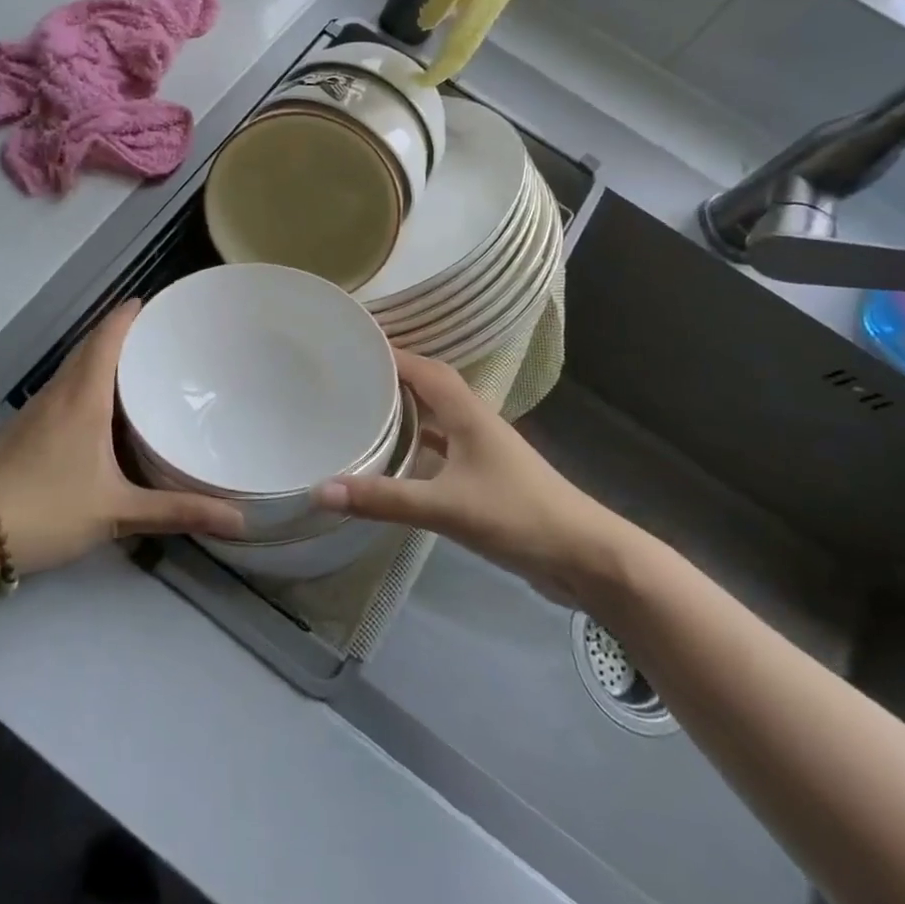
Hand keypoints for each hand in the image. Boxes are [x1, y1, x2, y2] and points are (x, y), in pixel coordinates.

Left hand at [0, 300, 246, 575]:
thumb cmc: (49, 510)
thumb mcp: (118, 512)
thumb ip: (177, 512)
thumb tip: (238, 519)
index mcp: (83, 398)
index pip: (106, 338)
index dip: (127, 315)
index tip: (153, 301)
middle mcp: (59, 393)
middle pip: (89, 346)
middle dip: (119, 330)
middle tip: (156, 331)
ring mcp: (36, 409)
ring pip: (73, 365)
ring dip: (99, 352)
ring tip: (135, 359)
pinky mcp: (24, 427)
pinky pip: (62, 385)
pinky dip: (84, 376)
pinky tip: (98, 402)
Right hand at [314, 351, 641, 608]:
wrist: (584, 557)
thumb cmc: (517, 516)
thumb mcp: (445, 507)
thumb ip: (384, 499)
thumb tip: (319, 490)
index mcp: (467, 413)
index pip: (423, 368)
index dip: (389, 353)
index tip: (351, 346)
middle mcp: (475, 422)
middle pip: (429, 386)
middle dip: (392, 377)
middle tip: (349, 377)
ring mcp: (483, 450)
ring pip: (437, 417)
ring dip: (406, 410)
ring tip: (364, 410)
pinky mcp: (486, 477)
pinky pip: (444, 448)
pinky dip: (419, 445)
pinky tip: (397, 460)